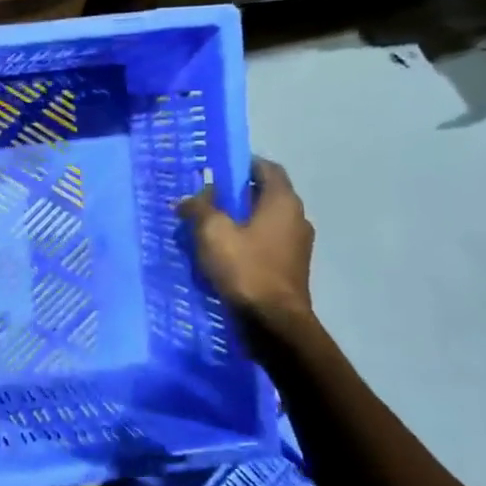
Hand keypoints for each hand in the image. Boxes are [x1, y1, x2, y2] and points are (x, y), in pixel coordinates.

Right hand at [176, 157, 315, 328]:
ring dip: (239, 221)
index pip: (266, 168)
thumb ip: (199, 208)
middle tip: (205, 201)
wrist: (273, 322)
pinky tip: (223, 255)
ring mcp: (297, 245)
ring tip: (208, 230)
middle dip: (235, 195)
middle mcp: (296, 218)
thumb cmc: (245, 268)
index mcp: (282, 201)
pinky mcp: (290, 268)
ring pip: (263, 222)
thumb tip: (189, 199)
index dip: (242, 164)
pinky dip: (245, 242)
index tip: (217, 170)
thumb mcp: (212, 232)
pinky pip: (265, 244)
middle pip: (264, 195)